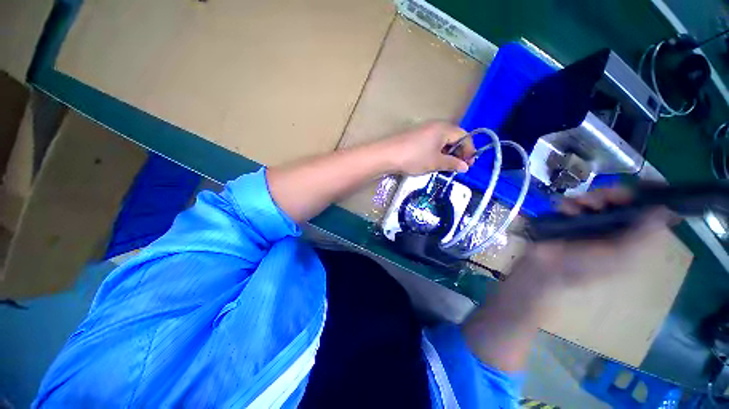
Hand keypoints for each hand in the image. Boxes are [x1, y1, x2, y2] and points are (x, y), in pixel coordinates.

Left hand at [380, 121, 475, 174]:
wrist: (387, 155)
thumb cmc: (414, 158)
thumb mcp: (435, 162)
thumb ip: (452, 164)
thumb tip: (465, 167)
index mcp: (444, 128)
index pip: (464, 137)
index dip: (469, 151)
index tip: (468, 165)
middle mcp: (435, 125)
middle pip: (453, 137)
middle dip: (458, 152)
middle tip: (457, 167)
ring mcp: (423, 130)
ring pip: (441, 141)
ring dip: (446, 153)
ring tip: (445, 166)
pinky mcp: (415, 136)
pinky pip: (431, 142)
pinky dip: (436, 152)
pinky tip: (431, 162)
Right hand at [517, 187, 675, 289]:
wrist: (547, 270)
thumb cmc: (587, 267)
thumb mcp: (624, 256)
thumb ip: (647, 233)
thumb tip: (666, 207)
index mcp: (633, 237)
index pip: (649, 211)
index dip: (648, 195)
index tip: (641, 184)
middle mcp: (615, 227)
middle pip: (623, 200)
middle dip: (615, 194)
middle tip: (604, 196)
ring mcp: (590, 222)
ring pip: (597, 198)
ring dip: (590, 198)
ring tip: (579, 204)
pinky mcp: (567, 219)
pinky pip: (572, 202)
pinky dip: (569, 202)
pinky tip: (565, 209)